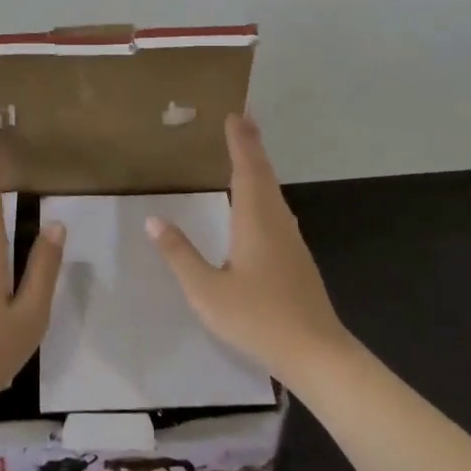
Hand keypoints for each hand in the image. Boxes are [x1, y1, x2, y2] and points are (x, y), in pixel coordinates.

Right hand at [147, 114, 348, 383]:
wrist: (317, 355)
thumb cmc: (258, 318)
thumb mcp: (207, 291)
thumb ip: (180, 254)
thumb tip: (153, 220)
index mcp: (254, 220)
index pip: (246, 168)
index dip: (240, 141)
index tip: (235, 114)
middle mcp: (276, 221)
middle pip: (264, 174)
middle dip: (251, 146)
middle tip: (242, 121)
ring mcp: (291, 240)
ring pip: (273, 192)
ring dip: (259, 168)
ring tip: (246, 154)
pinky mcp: (297, 258)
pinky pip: (277, 210)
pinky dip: (264, 191)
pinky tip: (259, 205)